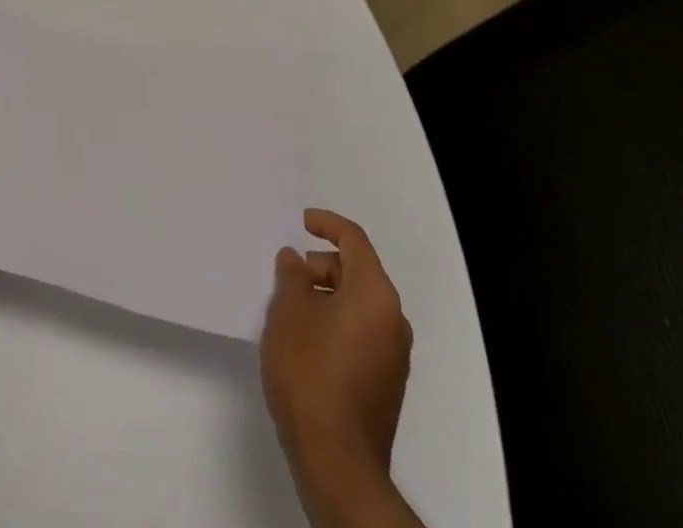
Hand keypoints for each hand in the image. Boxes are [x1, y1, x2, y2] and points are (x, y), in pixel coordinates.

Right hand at [261, 210, 416, 526]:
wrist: (336, 461)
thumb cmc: (310, 371)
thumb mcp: (288, 312)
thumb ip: (292, 276)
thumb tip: (297, 261)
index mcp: (375, 294)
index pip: (354, 240)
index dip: (327, 224)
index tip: (302, 221)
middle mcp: (393, 320)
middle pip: (358, 272)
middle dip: (323, 266)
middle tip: (289, 275)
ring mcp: (394, 356)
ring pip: (359, 305)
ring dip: (328, 297)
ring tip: (291, 309)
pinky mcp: (386, 384)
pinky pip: (362, 333)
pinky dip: (337, 323)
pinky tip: (307, 341)